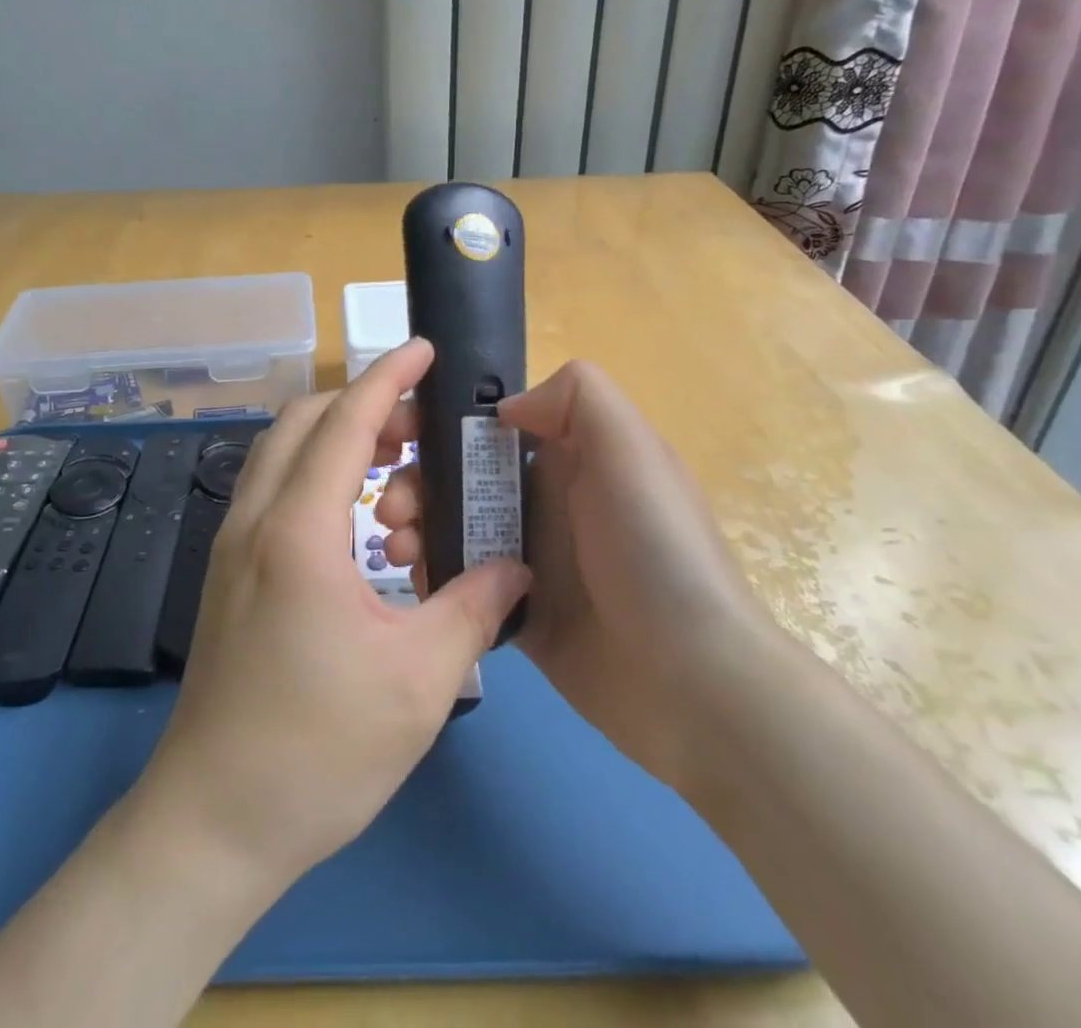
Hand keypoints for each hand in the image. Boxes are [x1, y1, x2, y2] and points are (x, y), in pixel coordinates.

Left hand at [134, 339, 530, 888]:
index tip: (424, 350)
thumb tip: (516, 567)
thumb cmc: (319, 750)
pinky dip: (314, 470)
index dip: (387, 377)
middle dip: (361, 402)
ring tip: (394, 462)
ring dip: (334, 435)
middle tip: (421, 424)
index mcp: (298, 531)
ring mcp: (231, 543)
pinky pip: (270, 486)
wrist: (214, 819)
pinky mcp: (227, 570)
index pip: (345, 422)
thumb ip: (473, 608)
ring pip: (280, 450)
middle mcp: (254, 519)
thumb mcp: (420, 681)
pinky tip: (355, 515)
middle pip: (303, 421)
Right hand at [376, 359, 768, 790]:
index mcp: (568, 455)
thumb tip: (502, 408)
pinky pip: (460, 584)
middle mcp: (544, 500)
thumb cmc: (655, 549)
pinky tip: (414, 582)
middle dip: (414, 481)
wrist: (692, 683)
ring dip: (414, 528)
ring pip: (450, 527)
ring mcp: (528, 559)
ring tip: (397, 549)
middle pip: (458, 476)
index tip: (398, 434)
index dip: (439, 421)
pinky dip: (431, 577)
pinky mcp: (517, 613)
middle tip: (388, 508)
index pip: (487, 424)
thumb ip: (576, 397)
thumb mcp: (630, 449)